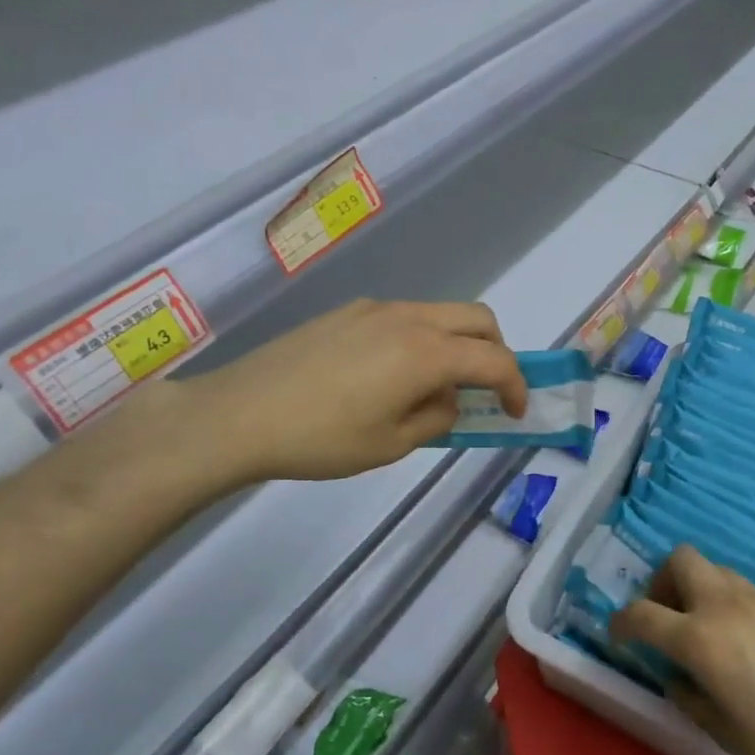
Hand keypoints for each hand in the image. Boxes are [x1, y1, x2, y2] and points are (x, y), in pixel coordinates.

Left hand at [193, 299, 526, 483]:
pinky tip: (391, 376)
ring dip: (457, 344)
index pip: (493, 359)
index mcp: (425, 352)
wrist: (239, 414)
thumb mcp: (390, 444)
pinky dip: (422, 340)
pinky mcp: (347, 312)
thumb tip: (450, 399)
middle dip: (496, 351)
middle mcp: (407, 318)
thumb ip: (436, 417)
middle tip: (486, 390)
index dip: (515, 386)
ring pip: (439, 314)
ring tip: (434, 388)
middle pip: (476, 319)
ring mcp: (374, 309)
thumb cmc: (320, 439)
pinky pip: (404, 318)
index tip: (514, 412)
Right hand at [609, 546, 754, 754]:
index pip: (643, 614)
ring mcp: (754, 598)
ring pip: (709, 568)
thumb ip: (690, 698)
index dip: (621, 623)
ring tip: (700, 628)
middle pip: (678, 560)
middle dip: (660, 582)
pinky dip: (721, 598)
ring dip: (693, 587)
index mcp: (700, 638)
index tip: (617, 636)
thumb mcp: (726, 732)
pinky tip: (736, 638)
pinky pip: (736, 585)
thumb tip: (677, 677)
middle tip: (665, 618)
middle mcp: (721, 604)